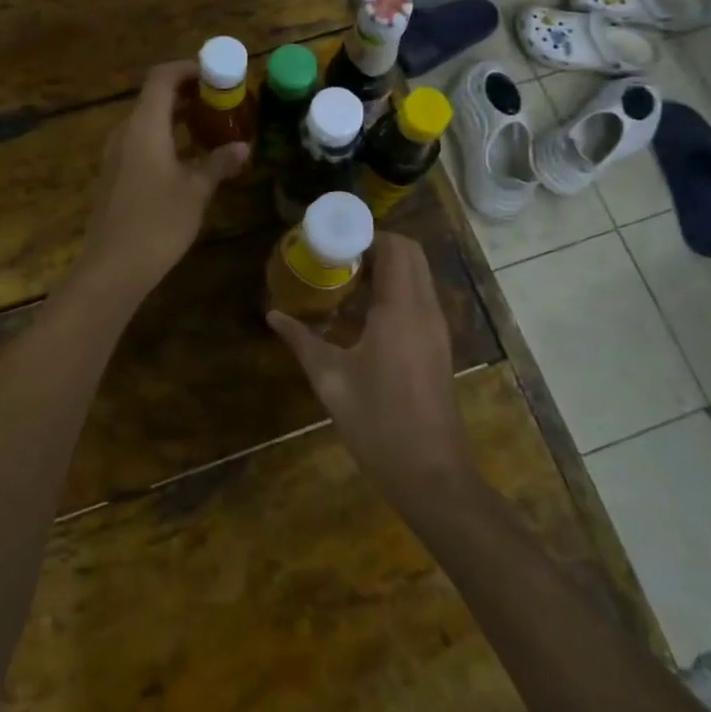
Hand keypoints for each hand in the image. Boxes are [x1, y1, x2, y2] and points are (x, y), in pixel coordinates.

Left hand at [76, 59, 248, 301]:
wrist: (113, 267)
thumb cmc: (158, 222)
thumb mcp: (196, 191)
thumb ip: (219, 162)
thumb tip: (243, 146)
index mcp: (144, 126)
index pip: (162, 77)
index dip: (189, 69)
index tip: (217, 75)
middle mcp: (126, 132)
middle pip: (155, 97)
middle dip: (189, 93)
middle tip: (223, 101)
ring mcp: (116, 154)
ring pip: (148, 121)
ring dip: (178, 117)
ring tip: (212, 126)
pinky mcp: (115, 174)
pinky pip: (142, 141)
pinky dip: (166, 137)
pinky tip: (189, 157)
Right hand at [268, 233, 477, 506]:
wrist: (432, 476)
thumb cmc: (378, 424)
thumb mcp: (330, 380)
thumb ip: (302, 340)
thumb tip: (272, 315)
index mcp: (401, 309)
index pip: (394, 246)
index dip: (364, 235)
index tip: (331, 242)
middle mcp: (425, 309)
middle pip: (410, 253)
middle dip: (374, 245)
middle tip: (337, 259)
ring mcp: (436, 327)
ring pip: (417, 274)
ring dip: (386, 267)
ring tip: (345, 282)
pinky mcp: (438, 344)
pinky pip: (419, 297)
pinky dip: (395, 289)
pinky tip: (363, 315)